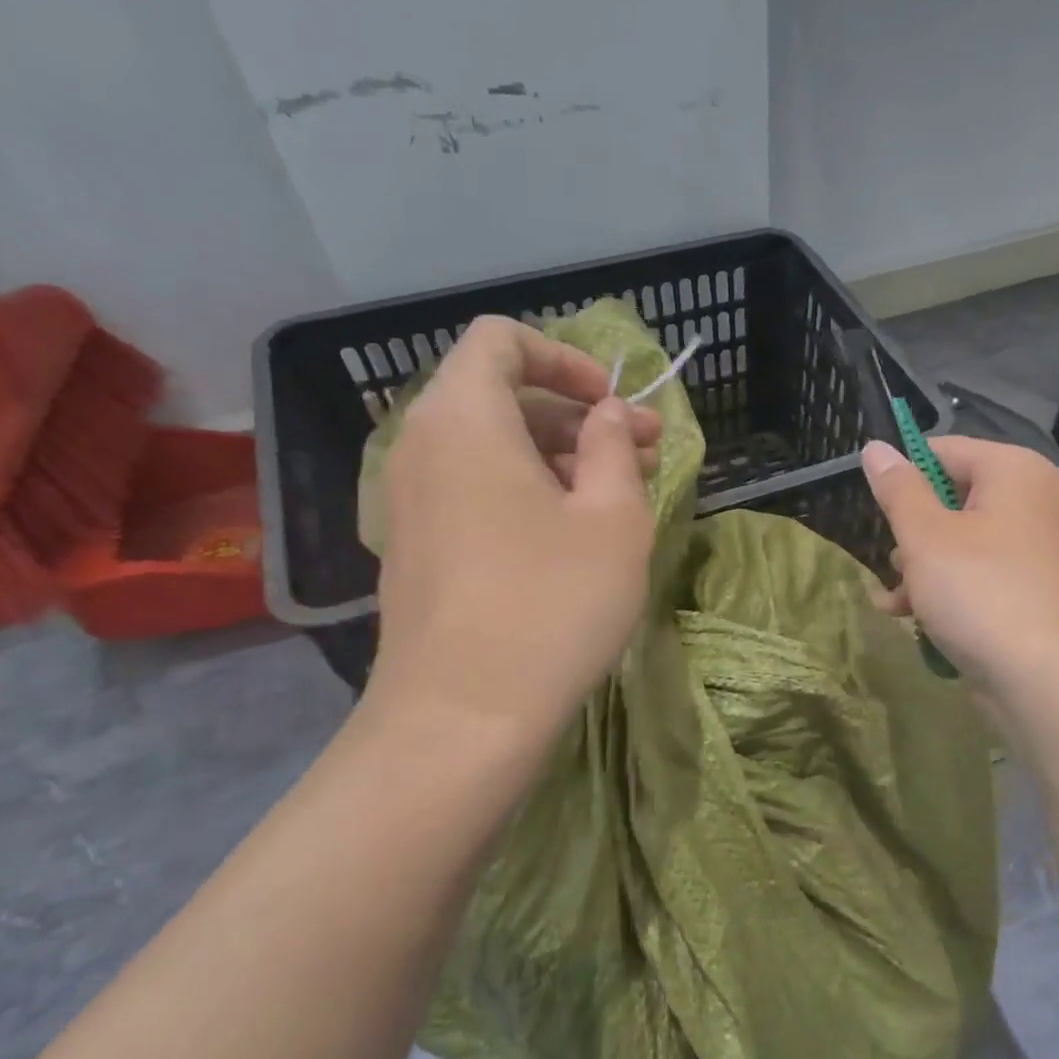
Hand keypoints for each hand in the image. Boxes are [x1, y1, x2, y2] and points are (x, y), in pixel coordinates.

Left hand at [365, 316, 662, 736]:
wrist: (462, 717)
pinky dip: (526, 489)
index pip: (501, 340)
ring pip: (491, 446)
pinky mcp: (417, 547)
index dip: (566, 357)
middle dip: (578, 413)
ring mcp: (411, 500)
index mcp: (466, 420)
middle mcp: (424, 446)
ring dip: (559, 454)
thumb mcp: (613, 518)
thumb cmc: (551, 604)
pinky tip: (575, 534)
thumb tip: (609, 416)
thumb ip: (615, 448)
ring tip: (622, 493)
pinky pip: (474, 489)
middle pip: (500, 394)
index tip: (615, 403)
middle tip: (646, 449)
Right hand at [861, 437, 1058, 696]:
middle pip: (950, 500)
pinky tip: (912, 620)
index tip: (874, 511)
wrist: (1049, 681)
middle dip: (910, 535)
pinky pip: (977, 577)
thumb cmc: (981, 593)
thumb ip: (898, 489)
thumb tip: (875, 447)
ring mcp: (1034, 550)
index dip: (902, 477)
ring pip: (958, 544)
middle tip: (893, 563)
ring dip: (919, 570)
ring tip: (895, 600)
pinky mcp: (1029, 592)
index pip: (943, 451)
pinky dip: (945, 592)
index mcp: (1013, 471)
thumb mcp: (926, 536)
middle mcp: (1031, 502)